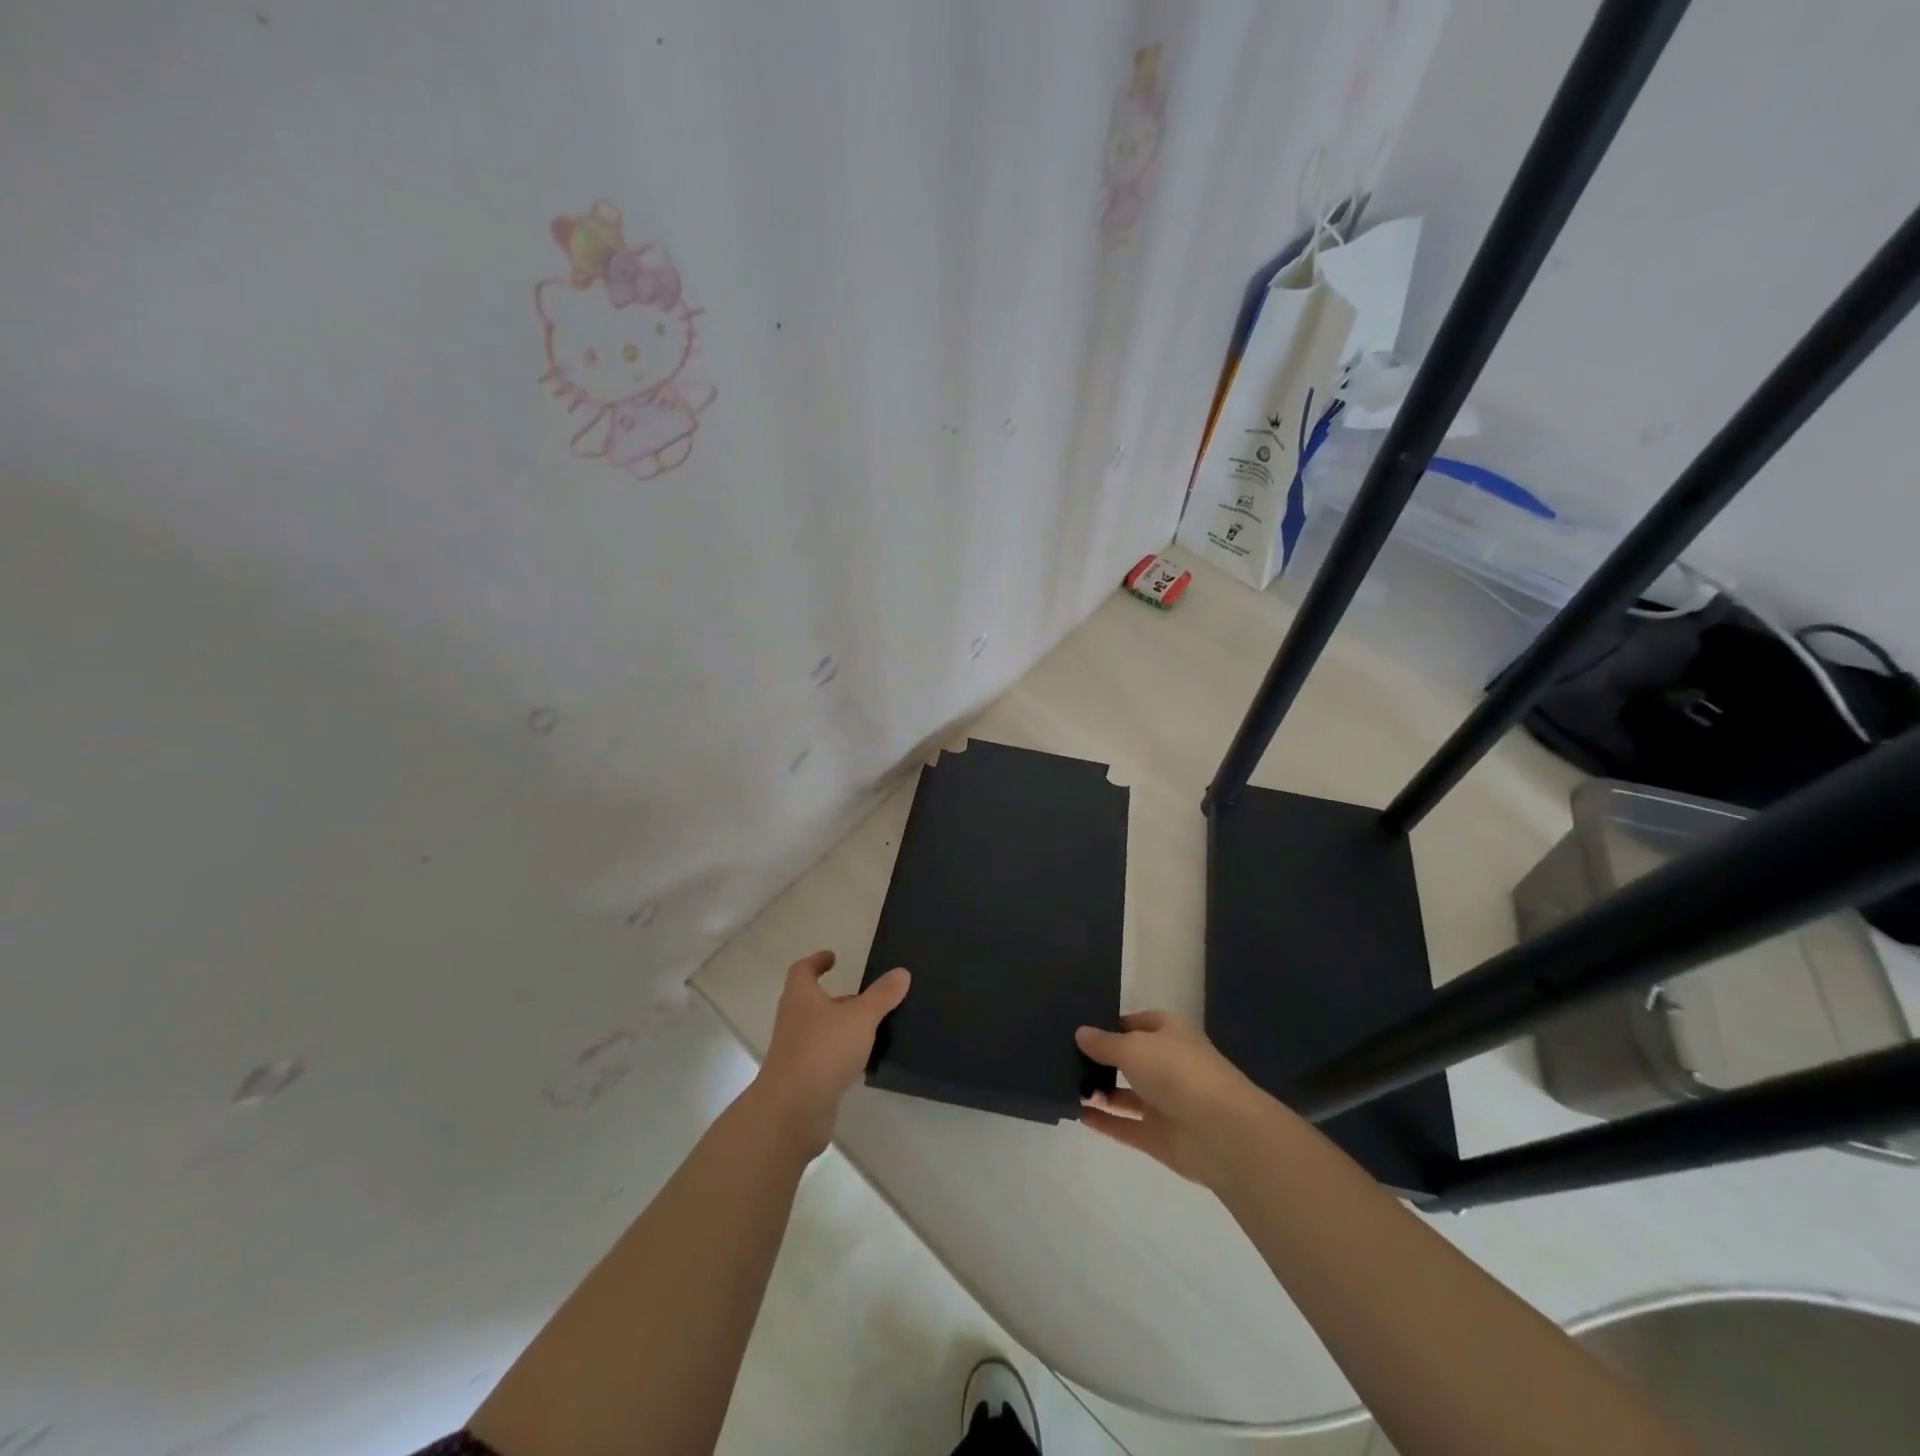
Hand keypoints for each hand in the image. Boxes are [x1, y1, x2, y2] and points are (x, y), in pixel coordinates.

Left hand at [754, 950, 909, 1154]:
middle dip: (838, 998)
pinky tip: (866, 1063)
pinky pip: (826, 1059)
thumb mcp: (860, 1017)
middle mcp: (794, 1021)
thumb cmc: (823, 1051)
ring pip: (822, 1032)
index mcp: (801, 998)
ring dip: (843, 1028)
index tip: (833, 958)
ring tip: (874, 1028)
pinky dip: (843, 1056)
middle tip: (866, 997)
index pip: (803, 970)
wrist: (792, 1112)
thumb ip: (881, 995)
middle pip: (813, 1002)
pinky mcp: (804, 1080)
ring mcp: (797, 1052)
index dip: (817, 961)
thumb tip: (901, 972)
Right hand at [1075, 1011, 1266, 1186]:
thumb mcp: (1133, 1047)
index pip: (1135, 1023)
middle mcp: (1167, 1064)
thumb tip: (1081, 1033)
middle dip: (1101, 1059)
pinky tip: (1077, 1114)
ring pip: (1125, 1094)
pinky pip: (1125, 1126)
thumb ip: (1104, 1043)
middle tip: (1062, 1056)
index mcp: (1169, 1032)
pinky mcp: (1159, 1136)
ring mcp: (1164, 1102)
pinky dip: (1104, 1121)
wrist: (1221, 1132)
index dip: (1109, 1024)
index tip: (1078, 1028)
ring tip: (1065, 1085)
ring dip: (1099, 1091)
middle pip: (1129, 1058)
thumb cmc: (1177, 1071)